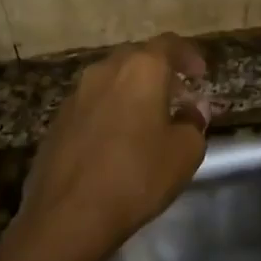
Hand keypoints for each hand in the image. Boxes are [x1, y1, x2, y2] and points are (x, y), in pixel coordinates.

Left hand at [14, 33, 210, 260]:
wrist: (67, 216)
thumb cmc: (136, 176)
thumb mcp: (184, 152)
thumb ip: (194, 123)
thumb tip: (192, 110)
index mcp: (141, 69)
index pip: (169, 44)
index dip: (189, 55)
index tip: (201, 74)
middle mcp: (106, 70)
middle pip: (138, 57)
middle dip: (161, 72)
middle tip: (178, 96)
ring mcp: (77, 94)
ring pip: (113, 79)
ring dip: (134, 91)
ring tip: (150, 119)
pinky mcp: (58, 120)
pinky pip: (93, 103)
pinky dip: (112, 109)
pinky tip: (119, 139)